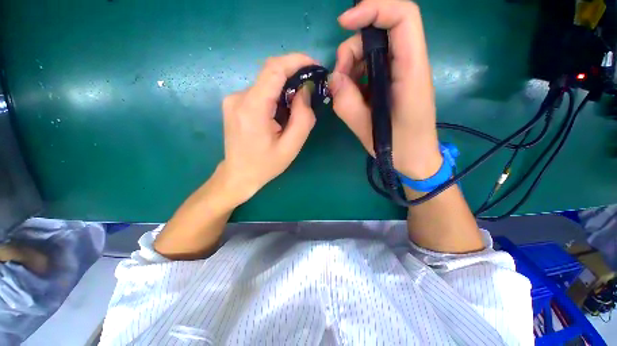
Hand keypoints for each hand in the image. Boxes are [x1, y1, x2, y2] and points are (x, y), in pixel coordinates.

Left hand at [219, 53, 317, 204]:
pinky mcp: (234, 103)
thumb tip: (304, 91)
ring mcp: (233, 99)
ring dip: (284, 90)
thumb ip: (303, 118)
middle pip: (270, 74)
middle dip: (293, 76)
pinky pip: (259, 92)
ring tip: (294, 110)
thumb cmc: (266, 165)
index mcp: (252, 108)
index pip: (274, 69)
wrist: (239, 175)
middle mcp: (238, 97)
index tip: (314, 65)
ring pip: (265, 84)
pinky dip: (274, 96)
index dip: (296, 60)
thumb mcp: (291, 146)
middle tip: (309, 91)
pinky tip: (280, 113)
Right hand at [330, 0, 441, 179]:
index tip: (344, 23)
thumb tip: (334, 80)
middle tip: (339, 81)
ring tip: (344, 94)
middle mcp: (408, 65)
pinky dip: (355, 78)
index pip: (402, 17)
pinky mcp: (391, 83)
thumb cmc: (398, 147)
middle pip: (380, 33)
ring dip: (350, 67)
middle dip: (352, 50)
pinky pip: (369, 68)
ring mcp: (399, 73)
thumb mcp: (367, 129)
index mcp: (410, 72)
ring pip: (371, 51)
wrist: (415, 159)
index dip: (374, 8)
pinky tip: (351, 97)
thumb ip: (347, 103)